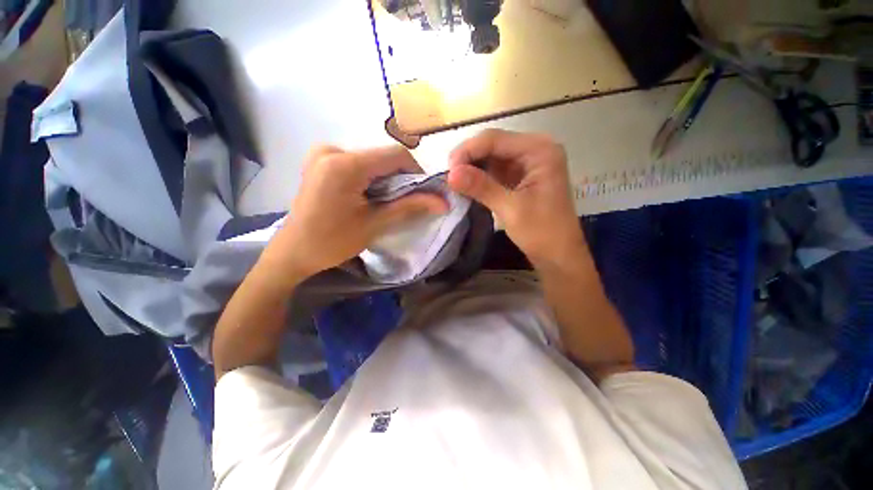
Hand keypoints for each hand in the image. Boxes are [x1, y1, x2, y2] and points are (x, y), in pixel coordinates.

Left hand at [274, 145, 447, 278]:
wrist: (293, 252)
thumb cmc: (332, 242)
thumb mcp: (375, 224)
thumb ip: (410, 207)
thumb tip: (443, 202)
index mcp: (344, 164)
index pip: (396, 155)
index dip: (416, 172)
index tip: (423, 194)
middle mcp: (332, 149)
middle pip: (382, 157)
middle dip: (400, 179)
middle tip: (404, 203)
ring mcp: (323, 153)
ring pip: (372, 161)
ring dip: (386, 180)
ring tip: (385, 203)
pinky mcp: (321, 161)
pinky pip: (358, 163)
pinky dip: (371, 178)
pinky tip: (368, 197)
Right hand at [447, 129, 585, 267]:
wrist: (558, 255)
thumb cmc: (542, 233)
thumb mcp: (511, 209)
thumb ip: (481, 187)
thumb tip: (450, 174)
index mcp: (540, 150)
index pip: (495, 139)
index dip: (468, 151)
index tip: (448, 171)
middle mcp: (535, 149)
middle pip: (492, 145)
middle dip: (468, 159)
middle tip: (449, 178)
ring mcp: (527, 163)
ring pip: (491, 157)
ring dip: (472, 169)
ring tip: (454, 183)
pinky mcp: (520, 177)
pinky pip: (495, 170)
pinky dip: (480, 177)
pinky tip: (467, 186)